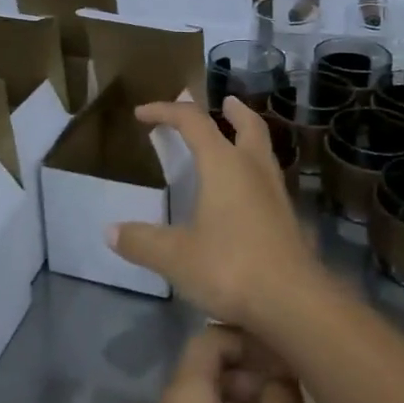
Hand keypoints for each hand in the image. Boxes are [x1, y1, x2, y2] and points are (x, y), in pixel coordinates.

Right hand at [110, 97, 321, 332]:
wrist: (293, 301)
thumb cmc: (230, 267)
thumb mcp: (175, 257)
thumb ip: (142, 241)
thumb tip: (110, 231)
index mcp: (224, 164)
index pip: (193, 122)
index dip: (167, 111)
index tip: (143, 112)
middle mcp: (253, 168)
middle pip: (247, 125)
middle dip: (232, 110)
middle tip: (224, 102)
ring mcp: (276, 192)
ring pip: (263, 149)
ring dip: (248, 137)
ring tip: (235, 140)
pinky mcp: (287, 217)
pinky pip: (268, 178)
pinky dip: (254, 169)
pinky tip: (246, 192)